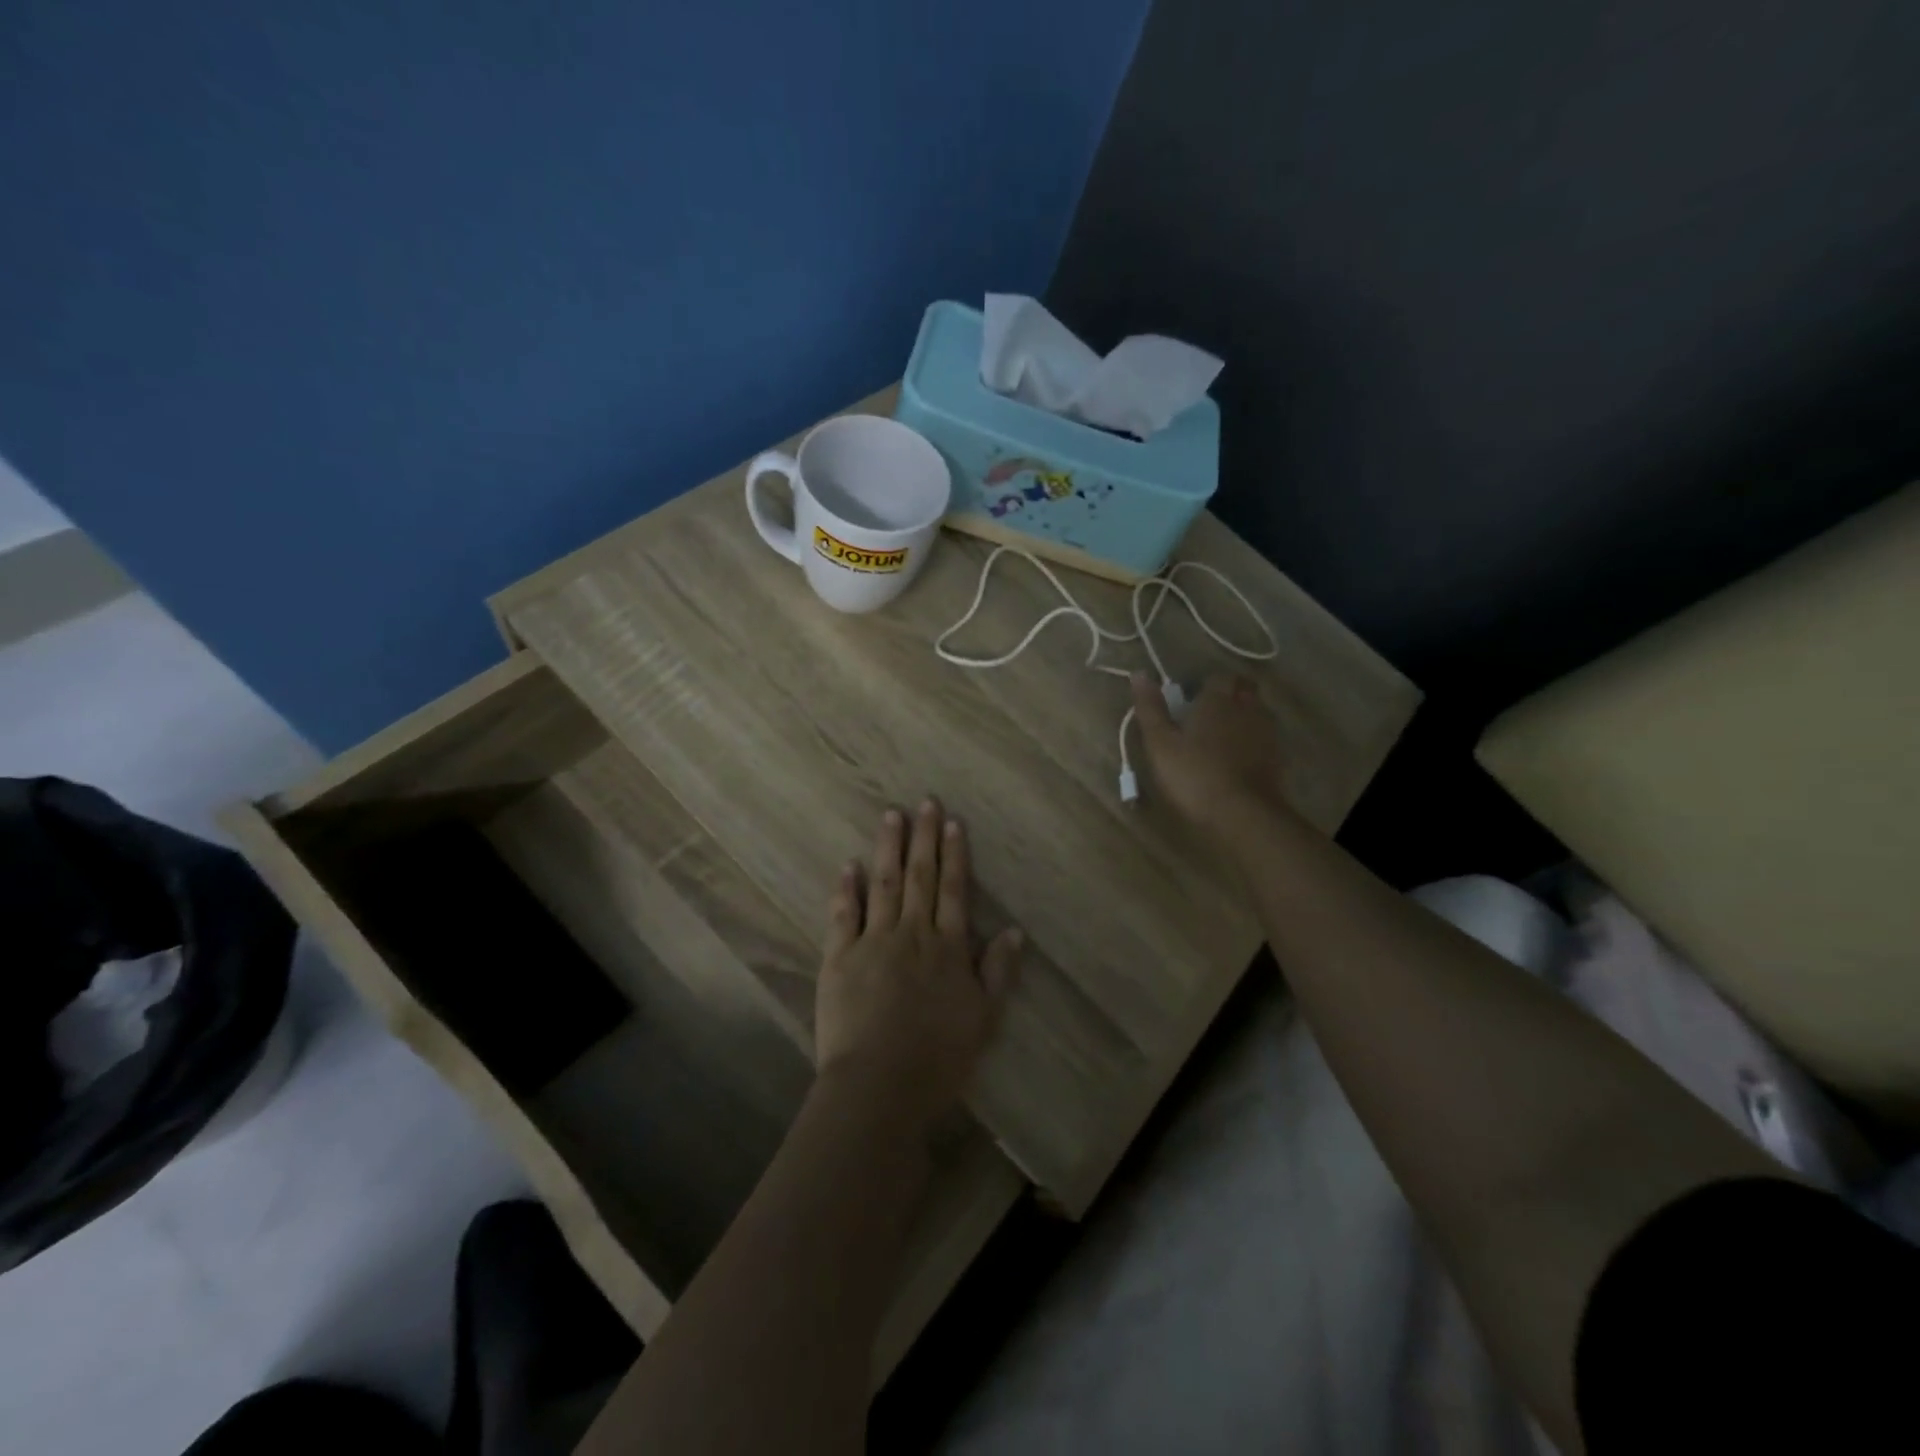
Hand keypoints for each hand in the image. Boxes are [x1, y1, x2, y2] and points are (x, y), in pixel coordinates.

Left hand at [815, 799, 1022, 1125]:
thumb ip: (998, 972)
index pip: (954, 890)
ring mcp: (873, 942)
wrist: (879, 1084)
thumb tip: (1014, 931)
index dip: (955, 855)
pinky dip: (847, 889)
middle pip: (919, 877)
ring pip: (883, 884)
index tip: (953, 823)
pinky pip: (844, 915)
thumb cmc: (939, 1057)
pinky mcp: (840, 958)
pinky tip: (849, 865)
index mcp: (948, 947)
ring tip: (890, 816)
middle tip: (925, 802)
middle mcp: (912, 933)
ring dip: (887, 848)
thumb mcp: (984, 1018)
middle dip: (924, 838)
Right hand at [1131, 671, 1289, 832]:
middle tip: (1207, 714)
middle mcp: (1247, 708)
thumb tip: (1139, 673)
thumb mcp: (1160, 743)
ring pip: (1257, 711)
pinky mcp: (1278, 757)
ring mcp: (1267, 732)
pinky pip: (1265, 736)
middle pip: (1243, 689)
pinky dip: (1253, 739)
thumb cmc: (1194, 775)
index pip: (1219, 677)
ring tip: (1222, 736)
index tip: (1189, 700)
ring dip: (1243, 716)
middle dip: (1229, 694)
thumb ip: (1150, 708)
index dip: (1205, 684)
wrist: (1243, 814)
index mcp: (1218, 700)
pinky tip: (1239, 757)